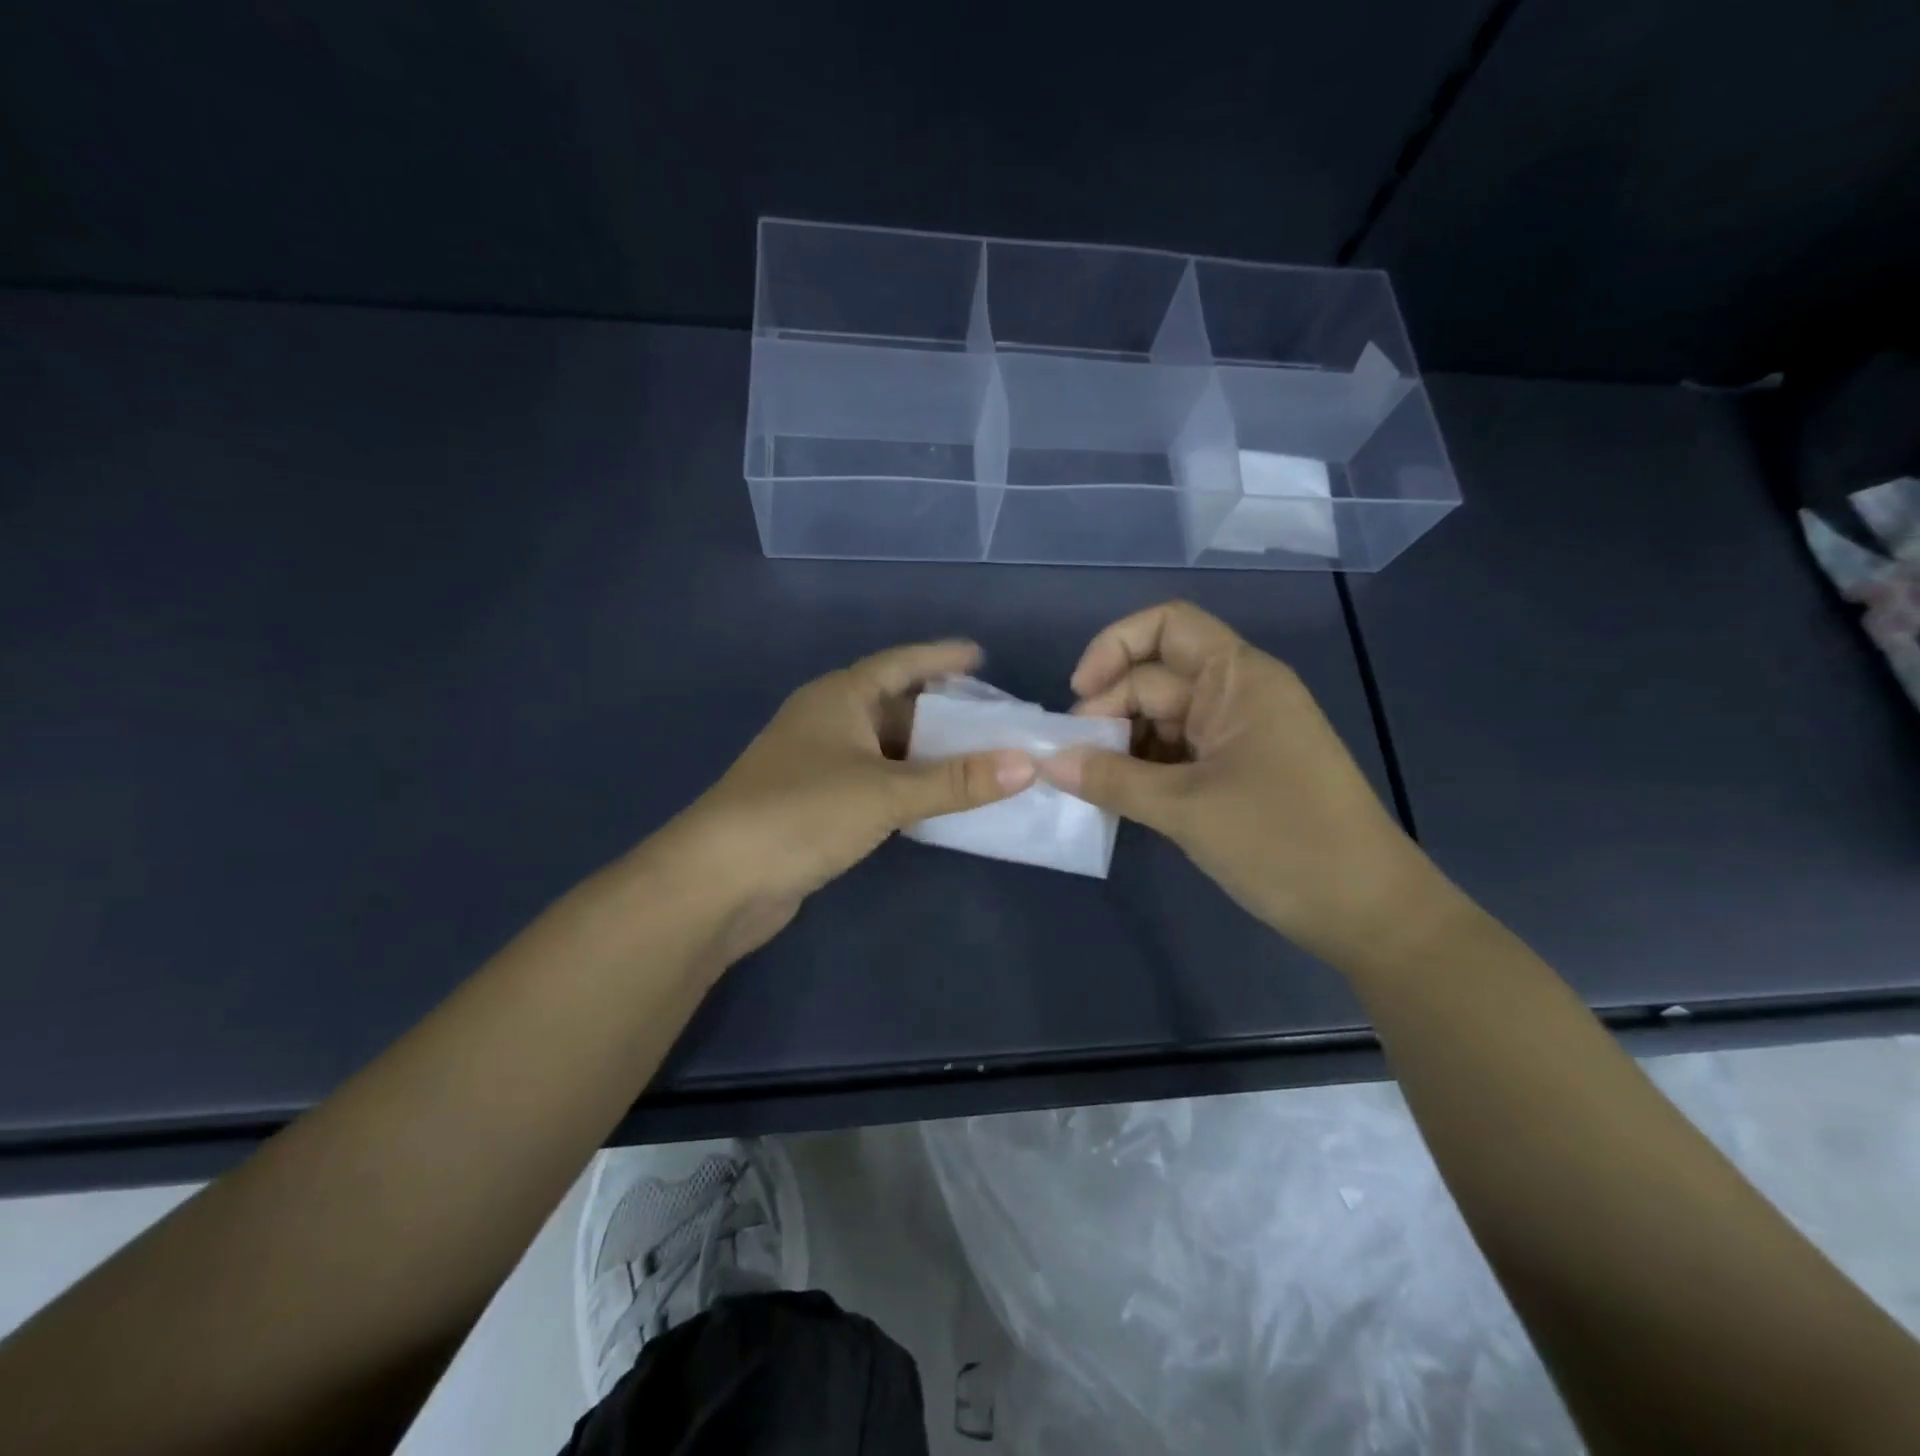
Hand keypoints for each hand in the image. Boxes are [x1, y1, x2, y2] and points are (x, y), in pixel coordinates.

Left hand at [658, 641, 1036, 960]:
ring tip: (979, 758)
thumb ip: (956, 781)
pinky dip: (908, 786)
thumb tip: (1027, 764)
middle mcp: (827, 721)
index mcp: (838, 697)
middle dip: (943, 711)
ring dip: (928, 754)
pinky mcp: (816, 804)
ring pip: (886, 748)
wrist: (719, 880)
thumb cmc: (801, 813)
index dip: (940, 657)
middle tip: (995, 718)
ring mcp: (818, 764)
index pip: (900, 663)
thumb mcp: (886, 792)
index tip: (980, 657)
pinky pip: (875, 782)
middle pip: (895, 705)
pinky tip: (937, 799)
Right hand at [1040, 601, 1446, 962]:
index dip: (1113, 647)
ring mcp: (1236, 735)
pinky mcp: (1234, 772)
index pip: (1165, 626)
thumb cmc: (1285, 844)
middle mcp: (1236, 694)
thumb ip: (1111, 780)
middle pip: (1152, 677)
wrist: (1369, 913)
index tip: (1079, 696)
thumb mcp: (1187, 809)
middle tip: (1072, 763)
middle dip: (1107, 712)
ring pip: (1159, 719)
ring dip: (1120, 746)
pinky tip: (1116, 799)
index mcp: (1238, 679)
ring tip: (1088, 786)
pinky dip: (1142, 771)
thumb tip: (1046, 761)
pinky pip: (1174, 754)